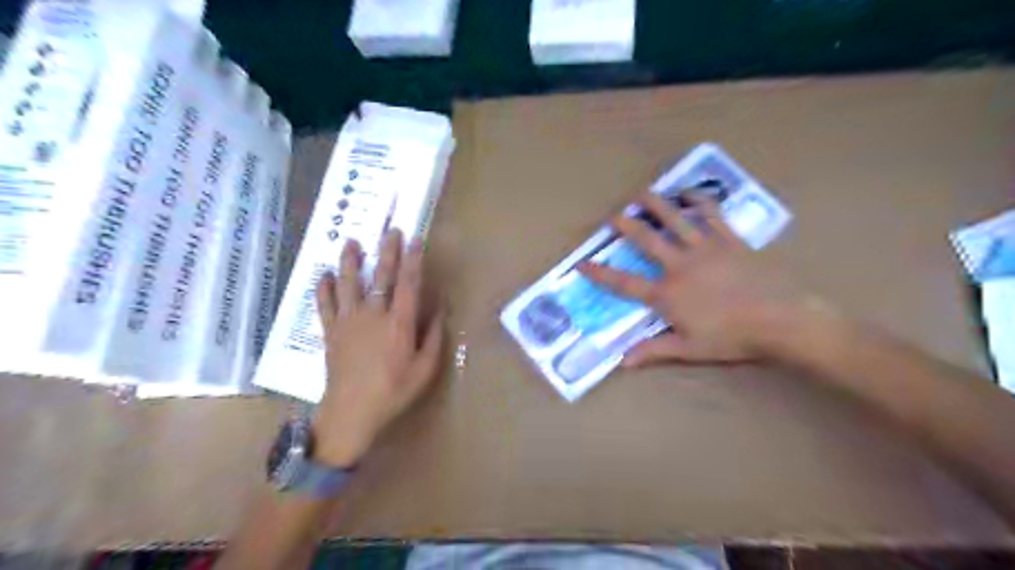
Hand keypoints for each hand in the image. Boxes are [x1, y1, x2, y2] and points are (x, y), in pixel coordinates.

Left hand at [315, 230, 445, 465]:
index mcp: (399, 323)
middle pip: (381, 277)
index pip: (408, 283)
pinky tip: (323, 275)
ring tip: (351, 242)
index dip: (413, 260)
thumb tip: (440, 307)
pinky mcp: (331, 331)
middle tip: (390, 230)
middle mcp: (373, 315)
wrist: (351, 412)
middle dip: (387, 251)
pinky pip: (325, 304)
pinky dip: (323, 288)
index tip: (415, 240)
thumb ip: (434, 336)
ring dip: (350, 261)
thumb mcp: (425, 368)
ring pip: (349, 284)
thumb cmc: (393, 391)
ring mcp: (348, 321)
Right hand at [578, 193, 814, 366]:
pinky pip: (711, 213)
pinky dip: (698, 200)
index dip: (600, 273)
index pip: (624, 283)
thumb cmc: (733, 338)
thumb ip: (654, 350)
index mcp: (667, 294)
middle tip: (612, 216)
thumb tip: (622, 362)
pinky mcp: (729, 239)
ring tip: (642, 194)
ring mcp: (705, 248)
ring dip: (656, 204)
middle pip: (647, 240)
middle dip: (626, 226)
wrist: (781, 320)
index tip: (581, 263)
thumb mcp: (690, 349)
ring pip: (675, 219)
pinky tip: (688, 191)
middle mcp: (680, 265)